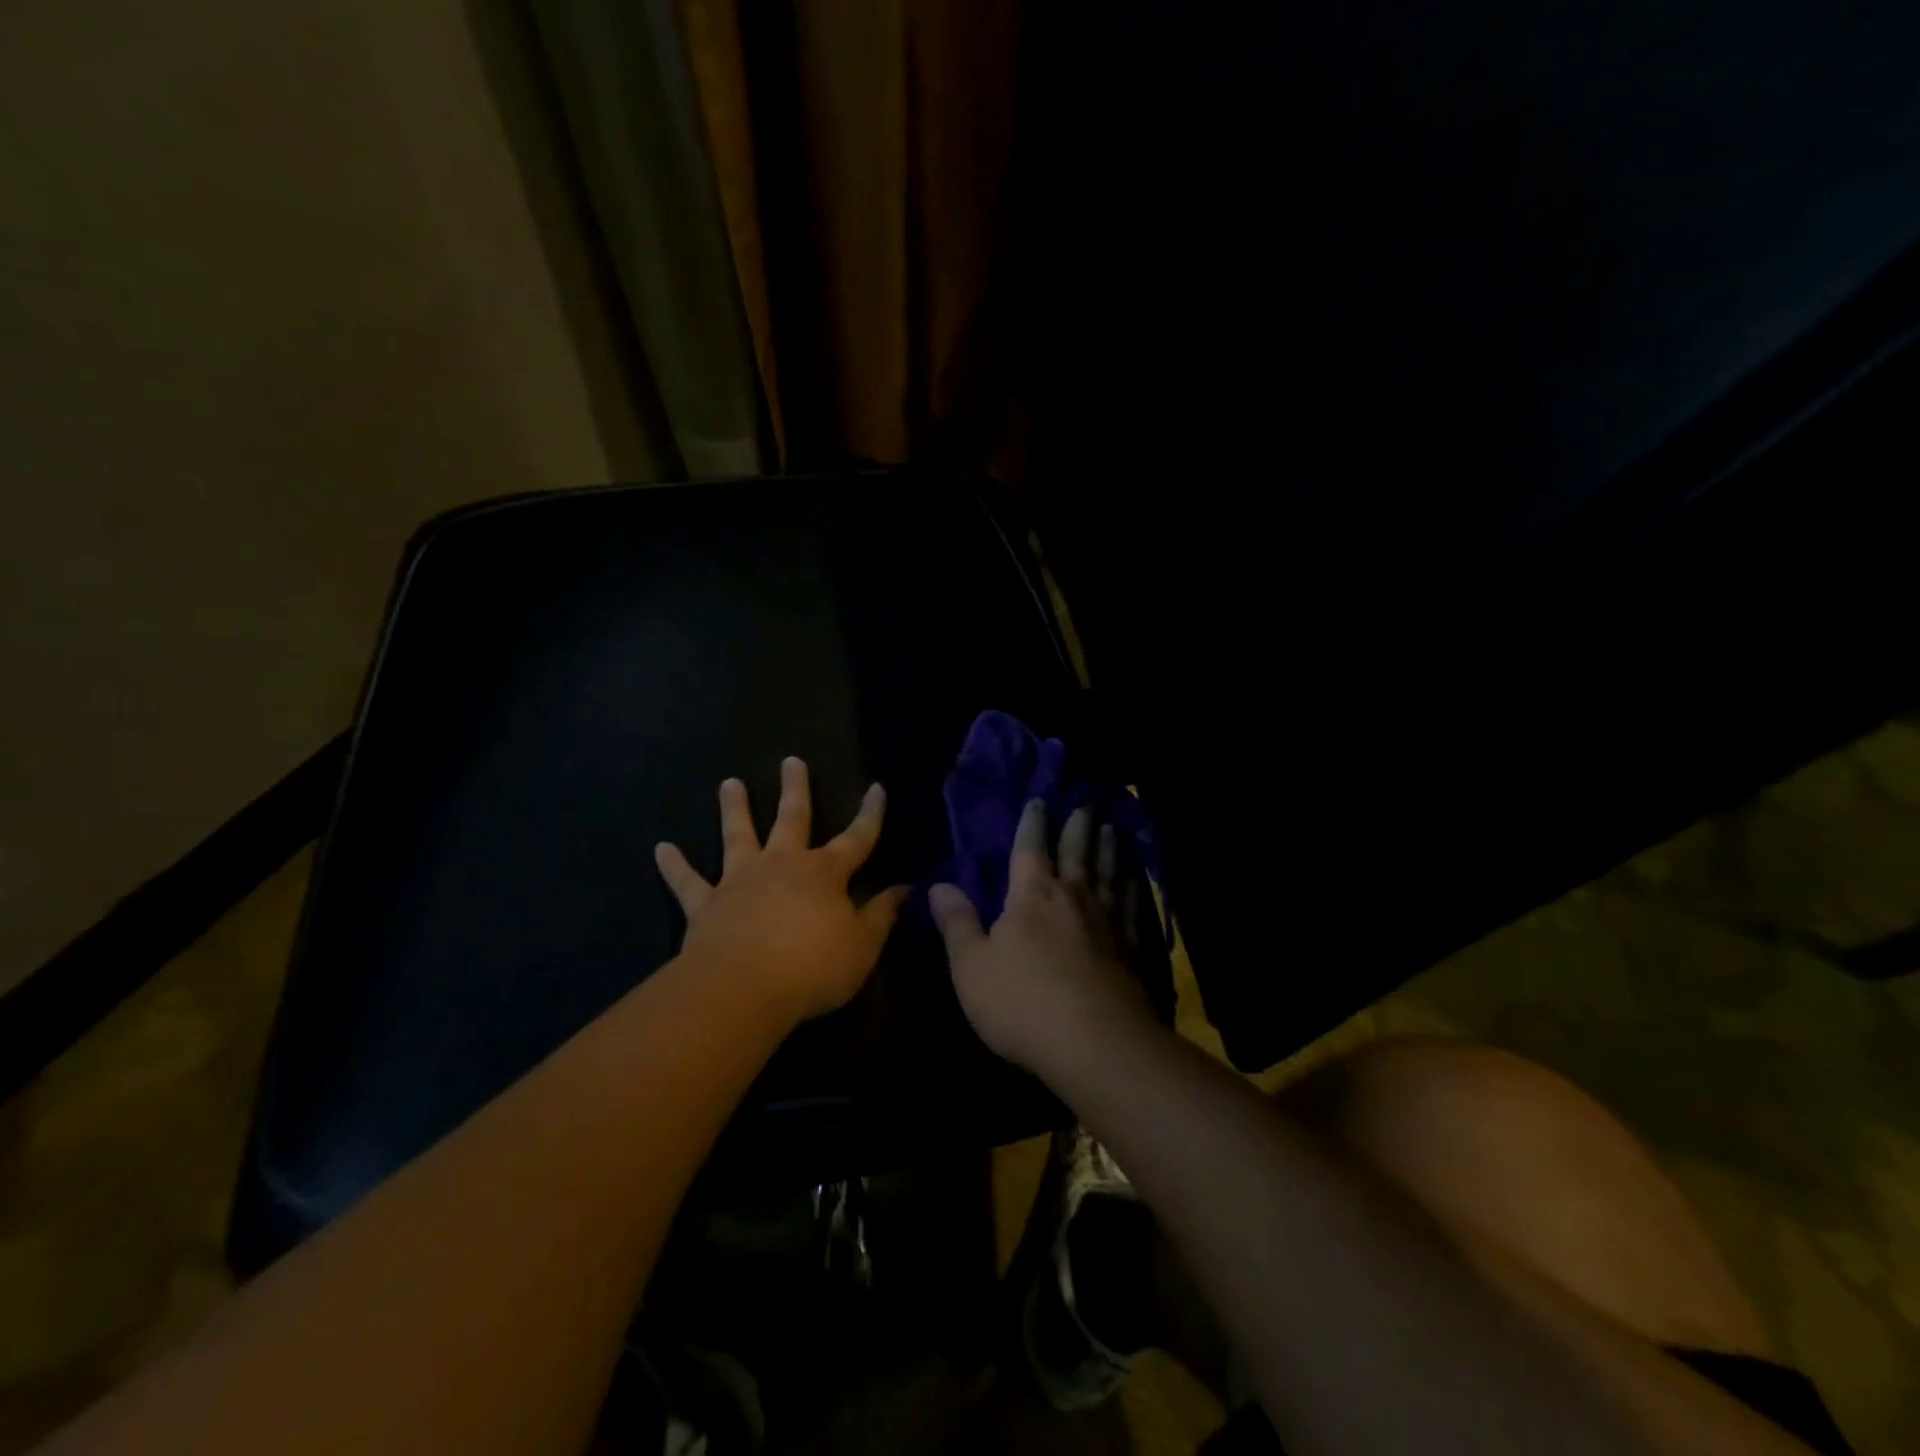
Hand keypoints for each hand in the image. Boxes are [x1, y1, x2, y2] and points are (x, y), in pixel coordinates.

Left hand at [655, 758, 908, 1025]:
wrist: (741, 989)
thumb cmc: (811, 968)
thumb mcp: (862, 946)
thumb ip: (882, 915)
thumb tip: (904, 888)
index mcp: (824, 873)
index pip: (857, 838)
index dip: (870, 814)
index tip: (876, 787)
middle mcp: (782, 865)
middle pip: (792, 819)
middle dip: (795, 789)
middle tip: (791, 760)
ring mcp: (740, 881)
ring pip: (737, 836)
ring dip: (734, 809)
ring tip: (729, 783)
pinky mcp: (706, 905)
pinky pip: (688, 882)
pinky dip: (675, 865)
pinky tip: (661, 848)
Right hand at [929, 800, 1157, 1077]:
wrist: (1095, 1044)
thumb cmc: (1022, 1003)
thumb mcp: (971, 966)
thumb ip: (957, 923)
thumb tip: (938, 885)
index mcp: (1032, 896)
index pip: (1030, 847)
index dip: (1033, 822)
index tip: (1039, 800)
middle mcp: (1072, 898)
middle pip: (1076, 852)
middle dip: (1077, 827)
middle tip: (1086, 804)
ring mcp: (1107, 922)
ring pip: (1108, 873)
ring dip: (1108, 849)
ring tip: (1112, 829)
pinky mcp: (1131, 949)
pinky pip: (1133, 908)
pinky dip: (1133, 889)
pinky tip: (1135, 882)